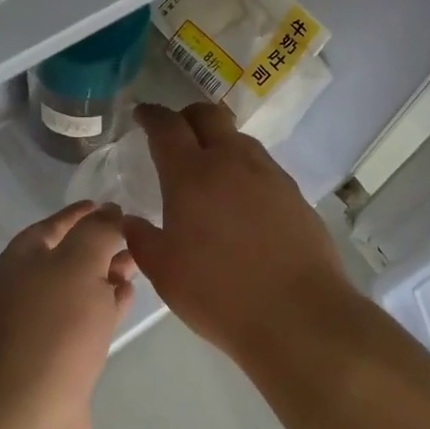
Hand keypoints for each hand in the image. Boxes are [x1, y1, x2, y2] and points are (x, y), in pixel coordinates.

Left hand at [0, 201, 135, 428]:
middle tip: (137, 239)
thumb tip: (111, 212)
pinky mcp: (53, 356)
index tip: (115, 206)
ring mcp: (36, 324)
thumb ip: (99, 232)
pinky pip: (82, 319)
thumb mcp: (81, 265)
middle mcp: (23, 287)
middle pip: (68, 255)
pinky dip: (103, 305)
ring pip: (78, 288)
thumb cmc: (56, 327)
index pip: (56, 223)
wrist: (30, 412)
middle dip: (102, 245)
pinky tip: (125, 301)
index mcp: (21, 258)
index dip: (86, 213)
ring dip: (106, 275)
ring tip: (138, 267)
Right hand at [121, 103, 358, 364]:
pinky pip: (262, 166)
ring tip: (209, 169)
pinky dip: (244, 169)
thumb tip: (131, 220)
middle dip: (188, 116)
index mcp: (191, 174)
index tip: (142, 114)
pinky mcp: (294, 193)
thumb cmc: (219, 292)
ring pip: (239, 139)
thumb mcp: (165, 272)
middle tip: (176, 132)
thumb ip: (142, 239)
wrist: (298, 314)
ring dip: (219, 142)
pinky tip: (241, 200)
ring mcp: (268, 174)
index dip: (151, 115)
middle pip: (209, 115)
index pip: (167, 126)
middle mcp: (231, 161)